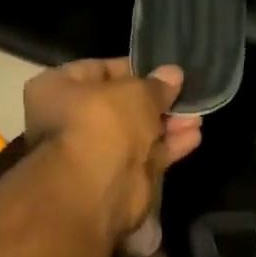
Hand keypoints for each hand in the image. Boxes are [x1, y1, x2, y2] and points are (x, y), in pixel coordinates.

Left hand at [24, 58, 202, 237]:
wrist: (98, 188)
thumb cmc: (104, 122)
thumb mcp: (134, 92)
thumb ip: (156, 85)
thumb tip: (173, 74)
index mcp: (57, 90)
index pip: (97, 70)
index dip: (132, 69)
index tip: (163, 70)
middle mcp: (71, 120)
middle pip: (120, 104)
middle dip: (155, 101)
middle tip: (186, 93)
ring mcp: (95, 151)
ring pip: (137, 132)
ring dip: (168, 124)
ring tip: (198, 114)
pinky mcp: (119, 177)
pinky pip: (147, 155)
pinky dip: (169, 146)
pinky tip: (194, 136)